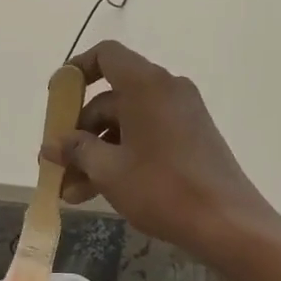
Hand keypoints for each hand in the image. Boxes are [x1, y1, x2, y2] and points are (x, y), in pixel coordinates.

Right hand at [40, 41, 280, 267]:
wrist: (228, 224)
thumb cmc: (162, 188)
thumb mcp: (109, 170)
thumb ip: (76, 150)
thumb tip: (52, 145)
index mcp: (147, 85)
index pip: (106, 55)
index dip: (77, 70)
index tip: (56, 97)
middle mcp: (166, 90)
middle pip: (111, 98)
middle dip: (80, 132)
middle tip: (58, 164)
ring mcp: (181, 115)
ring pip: (126, 124)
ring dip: (97, 152)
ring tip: (72, 192)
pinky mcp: (191, 139)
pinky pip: (146, 136)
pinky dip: (121, 157)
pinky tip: (99, 191)